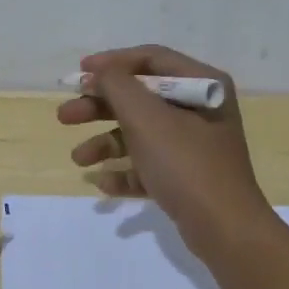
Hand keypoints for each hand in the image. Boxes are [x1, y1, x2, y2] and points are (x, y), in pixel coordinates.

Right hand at [57, 44, 275, 258]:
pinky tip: (103, 184)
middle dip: (99, 107)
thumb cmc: (185, 164)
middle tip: (65, 116)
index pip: (151, 59)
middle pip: (140, 98)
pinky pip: (149, 166)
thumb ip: (118, 87)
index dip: (112, 63)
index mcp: (202, 84)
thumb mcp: (146, 118)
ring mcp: (194, 146)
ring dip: (106, 143)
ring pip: (140, 134)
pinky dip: (125, 172)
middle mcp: (200, 110)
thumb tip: (100, 72)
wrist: (224, 229)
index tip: (78, 73)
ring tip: (78, 159)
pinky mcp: (187, 178)